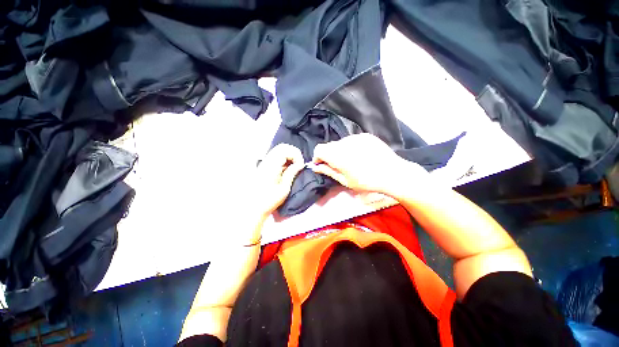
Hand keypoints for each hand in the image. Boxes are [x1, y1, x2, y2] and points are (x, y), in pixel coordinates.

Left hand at [251, 144, 304, 219]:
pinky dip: (284, 159)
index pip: (285, 150)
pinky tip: (286, 169)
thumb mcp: (284, 188)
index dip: (296, 155)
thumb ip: (291, 173)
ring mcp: (264, 163)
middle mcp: (266, 161)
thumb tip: (299, 164)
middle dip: (293, 153)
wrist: (252, 208)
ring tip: (293, 167)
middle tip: (298, 165)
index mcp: (271, 166)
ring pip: (279, 150)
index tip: (300, 166)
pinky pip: (276, 156)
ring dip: (289, 156)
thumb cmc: (269, 201)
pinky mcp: (263, 166)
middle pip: (282, 147)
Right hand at [311, 133, 428, 194]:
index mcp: (337, 155)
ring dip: (340, 151)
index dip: (318, 157)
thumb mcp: (345, 180)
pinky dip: (351, 147)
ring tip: (351, 161)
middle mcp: (344, 142)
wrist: (392, 173)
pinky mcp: (365, 135)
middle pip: (329, 146)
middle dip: (329, 155)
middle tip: (338, 166)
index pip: (319, 149)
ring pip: (340, 143)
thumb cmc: (366, 181)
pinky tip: (360, 155)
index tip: (322, 165)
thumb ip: (328, 171)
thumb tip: (315, 167)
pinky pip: (352, 140)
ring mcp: (356, 137)